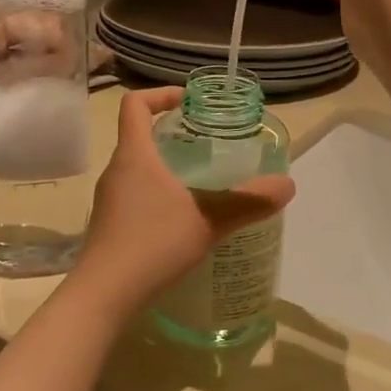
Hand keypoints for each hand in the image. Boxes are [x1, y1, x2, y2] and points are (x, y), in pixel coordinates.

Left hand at [76, 88, 294, 307]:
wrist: (103, 295)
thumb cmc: (152, 244)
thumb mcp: (208, 220)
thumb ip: (248, 201)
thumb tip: (288, 185)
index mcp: (134, 155)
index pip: (135, 104)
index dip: (160, 94)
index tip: (188, 102)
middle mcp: (116, 171)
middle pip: (138, 136)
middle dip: (171, 134)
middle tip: (206, 144)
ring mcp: (109, 200)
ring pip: (137, 169)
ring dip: (165, 167)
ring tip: (199, 183)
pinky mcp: (109, 226)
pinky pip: (134, 196)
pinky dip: (157, 196)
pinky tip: (181, 221)